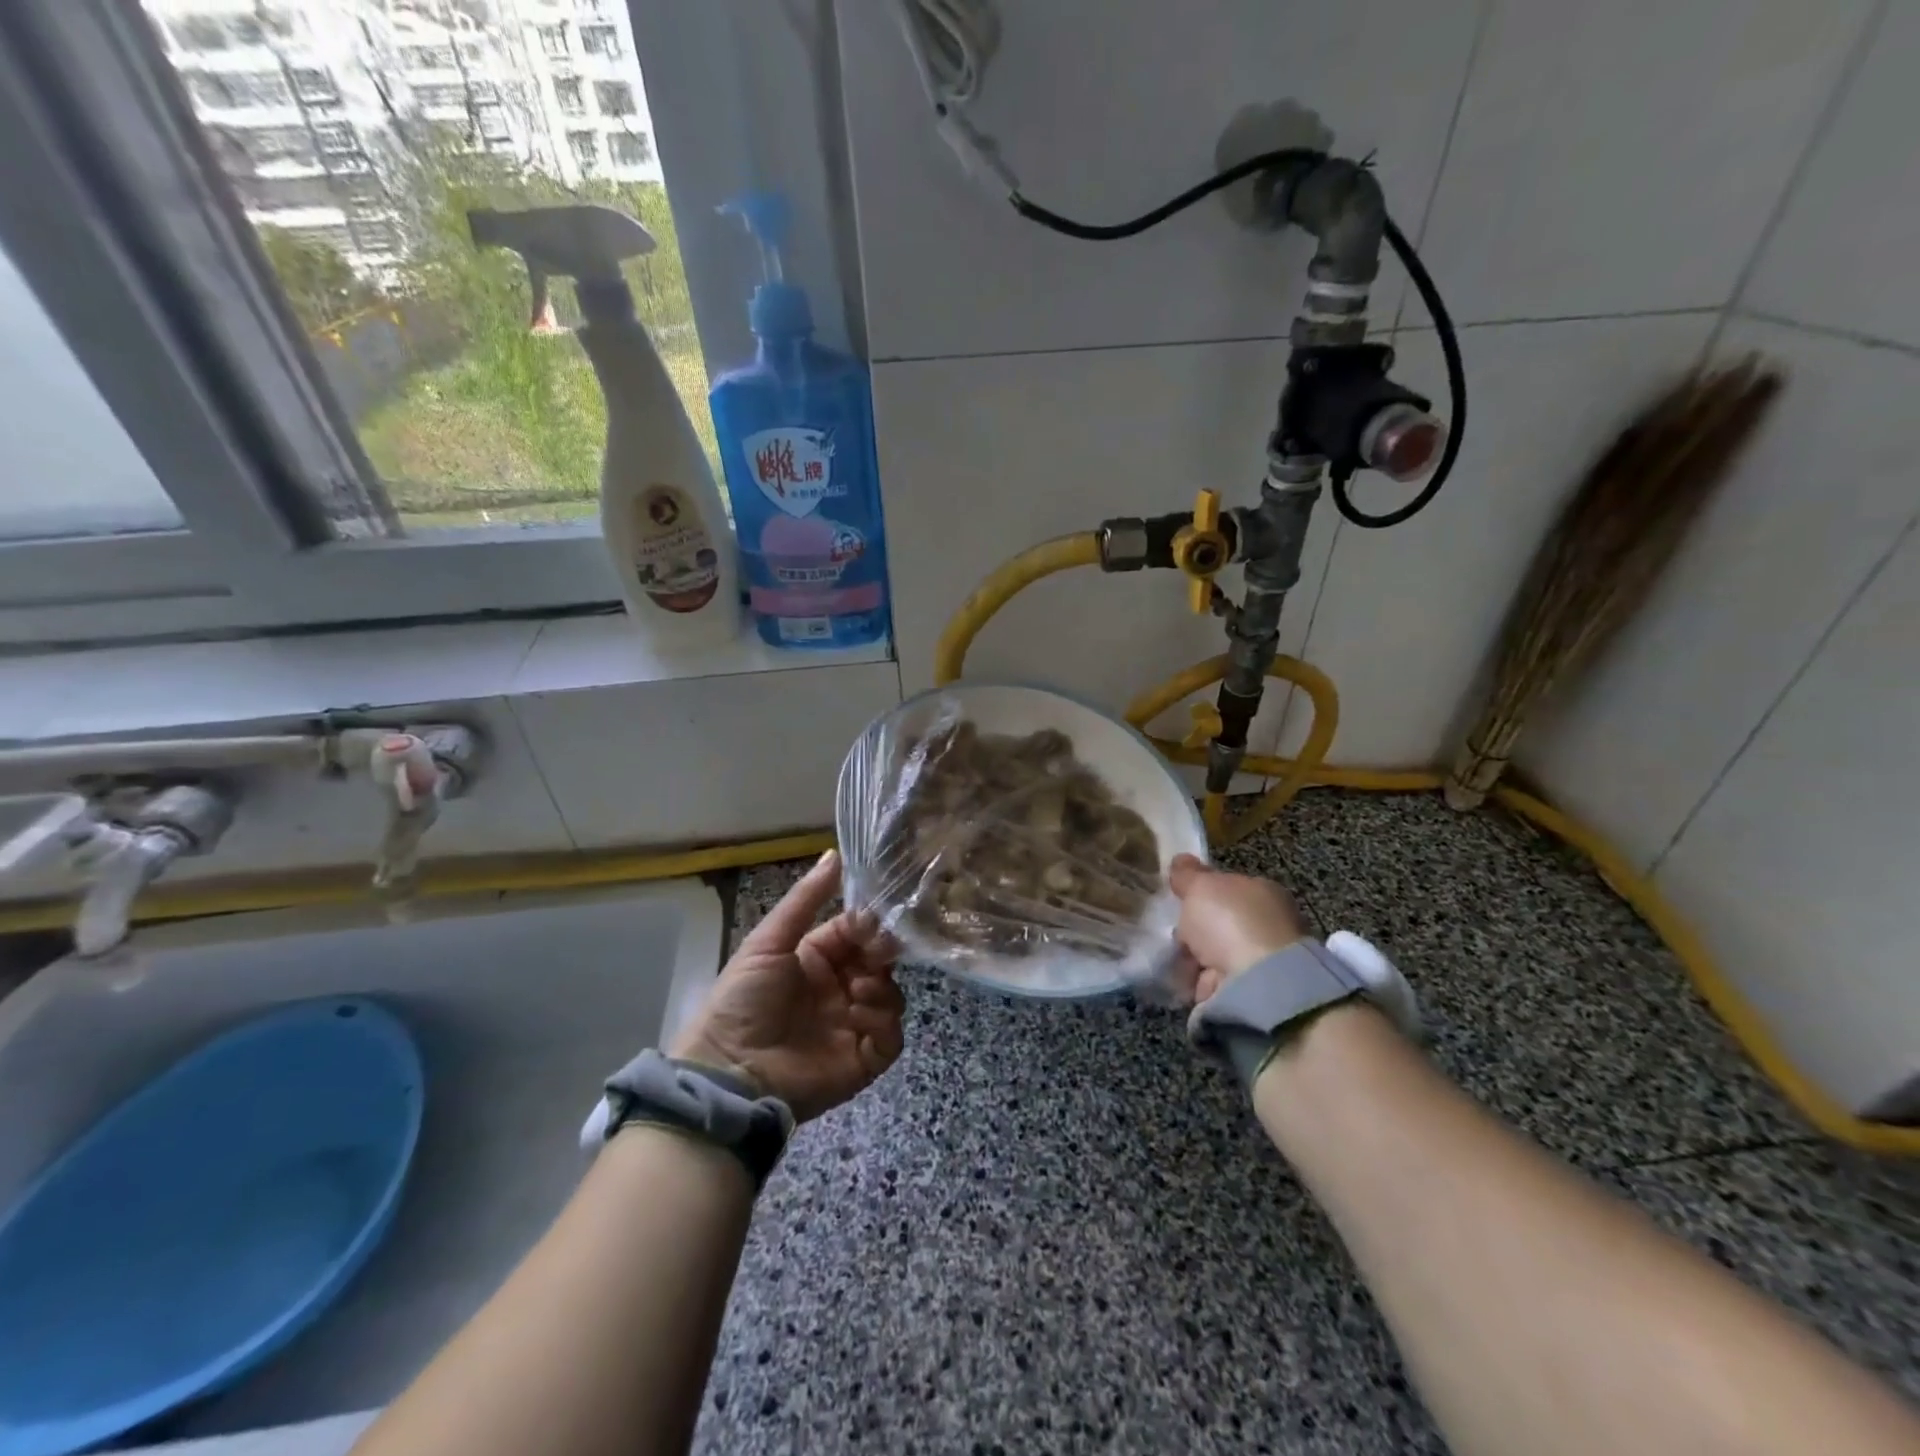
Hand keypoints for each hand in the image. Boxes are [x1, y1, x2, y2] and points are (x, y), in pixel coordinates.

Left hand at [673, 850, 904, 1121]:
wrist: (729, 1072)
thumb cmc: (744, 999)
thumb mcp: (769, 942)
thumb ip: (805, 899)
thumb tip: (834, 853)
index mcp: (817, 959)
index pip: (856, 933)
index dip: (869, 925)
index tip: (873, 922)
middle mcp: (838, 989)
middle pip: (879, 963)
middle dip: (882, 954)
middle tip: (875, 954)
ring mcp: (852, 1025)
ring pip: (891, 996)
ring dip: (881, 989)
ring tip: (858, 992)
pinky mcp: (862, 1061)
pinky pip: (890, 1037)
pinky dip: (882, 1023)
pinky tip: (858, 1016)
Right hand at [1167, 852, 1307, 1002]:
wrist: (1257, 983)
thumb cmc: (1231, 921)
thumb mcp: (1201, 886)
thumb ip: (1188, 874)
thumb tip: (1180, 860)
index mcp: (1264, 892)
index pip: (1230, 888)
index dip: (1203, 893)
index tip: (1179, 900)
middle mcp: (1269, 924)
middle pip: (1222, 922)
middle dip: (1197, 930)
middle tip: (1173, 931)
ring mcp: (1262, 961)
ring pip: (1217, 954)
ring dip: (1195, 958)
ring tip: (1171, 958)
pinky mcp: (1252, 993)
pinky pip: (1214, 982)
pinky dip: (1198, 982)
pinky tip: (1182, 979)